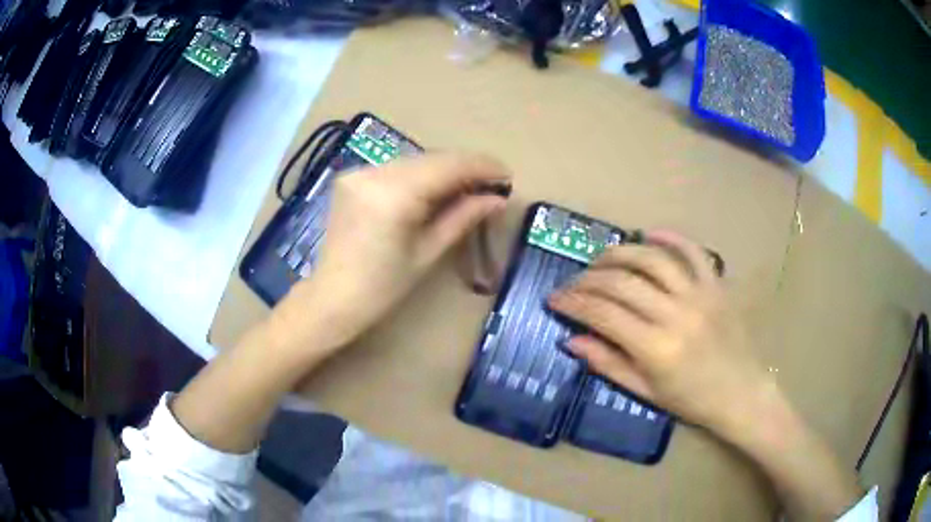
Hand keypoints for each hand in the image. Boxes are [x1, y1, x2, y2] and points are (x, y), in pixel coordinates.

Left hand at [271, 153, 510, 357]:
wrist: (331, 298)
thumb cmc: (382, 288)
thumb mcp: (427, 253)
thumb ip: (463, 217)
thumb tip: (497, 198)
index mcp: (394, 194)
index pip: (448, 166)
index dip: (481, 166)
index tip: (506, 175)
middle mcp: (374, 172)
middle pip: (431, 159)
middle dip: (464, 168)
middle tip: (491, 185)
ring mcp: (359, 172)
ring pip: (414, 161)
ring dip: (442, 171)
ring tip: (466, 189)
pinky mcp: (350, 177)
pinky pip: (395, 169)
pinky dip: (418, 176)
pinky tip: (432, 191)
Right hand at [547, 230, 768, 436]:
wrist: (740, 393)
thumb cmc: (691, 400)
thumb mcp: (645, 391)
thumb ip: (608, 363)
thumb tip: (571, 340)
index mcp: (655, 348)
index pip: (602, 314)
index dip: (573, 303)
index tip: (554, 299)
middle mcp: (675, 314)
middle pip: (622, 282)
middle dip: (589, 279)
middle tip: (574, 283)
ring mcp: (699, 295)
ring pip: (652, 259)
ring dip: (621, 252)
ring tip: (602, 258)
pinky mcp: (716, 285)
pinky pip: (692, 251)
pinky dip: (670, 238)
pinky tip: (649, 234)